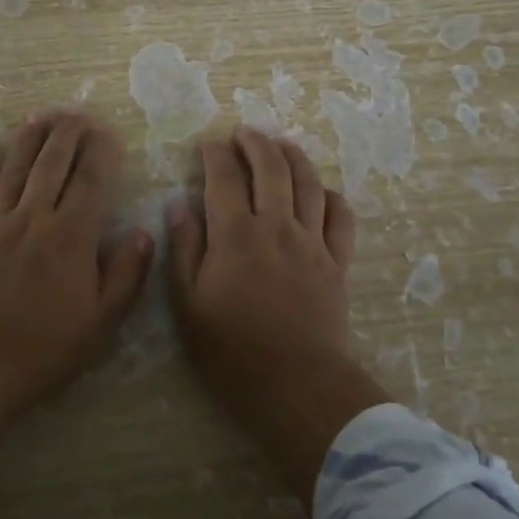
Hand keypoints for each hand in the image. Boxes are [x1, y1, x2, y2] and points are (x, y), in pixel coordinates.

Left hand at [0, 110, 152, 402]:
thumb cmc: (48, 345)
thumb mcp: (103, 319)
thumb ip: (127, 273)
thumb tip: (144, 232)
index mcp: (72, 235)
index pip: (91, 181)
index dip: (101, 152)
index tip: (108, 132)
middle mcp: (34, 218)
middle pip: (52, 165)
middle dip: (66, 134)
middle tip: (75, 112)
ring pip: (13, 171)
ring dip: (27, 140)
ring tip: (38, 116)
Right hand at [167, 127, 357, 400]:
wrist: (296, 385)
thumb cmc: (232, 351)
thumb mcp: (188, 305)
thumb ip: (184, 250)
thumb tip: (178, 206)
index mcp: (235, 235)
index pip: (224, 177)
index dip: (215, 154)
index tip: (208, 144)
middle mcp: (276, 226)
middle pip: (271, 168)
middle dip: (255, 143)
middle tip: (244, 133)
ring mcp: (311, 242)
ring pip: (308, 184)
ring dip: (294, 157)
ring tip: (282, 144)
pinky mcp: (336, 262)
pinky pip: (341, 217)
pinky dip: (331, 196)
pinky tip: (322, 191)